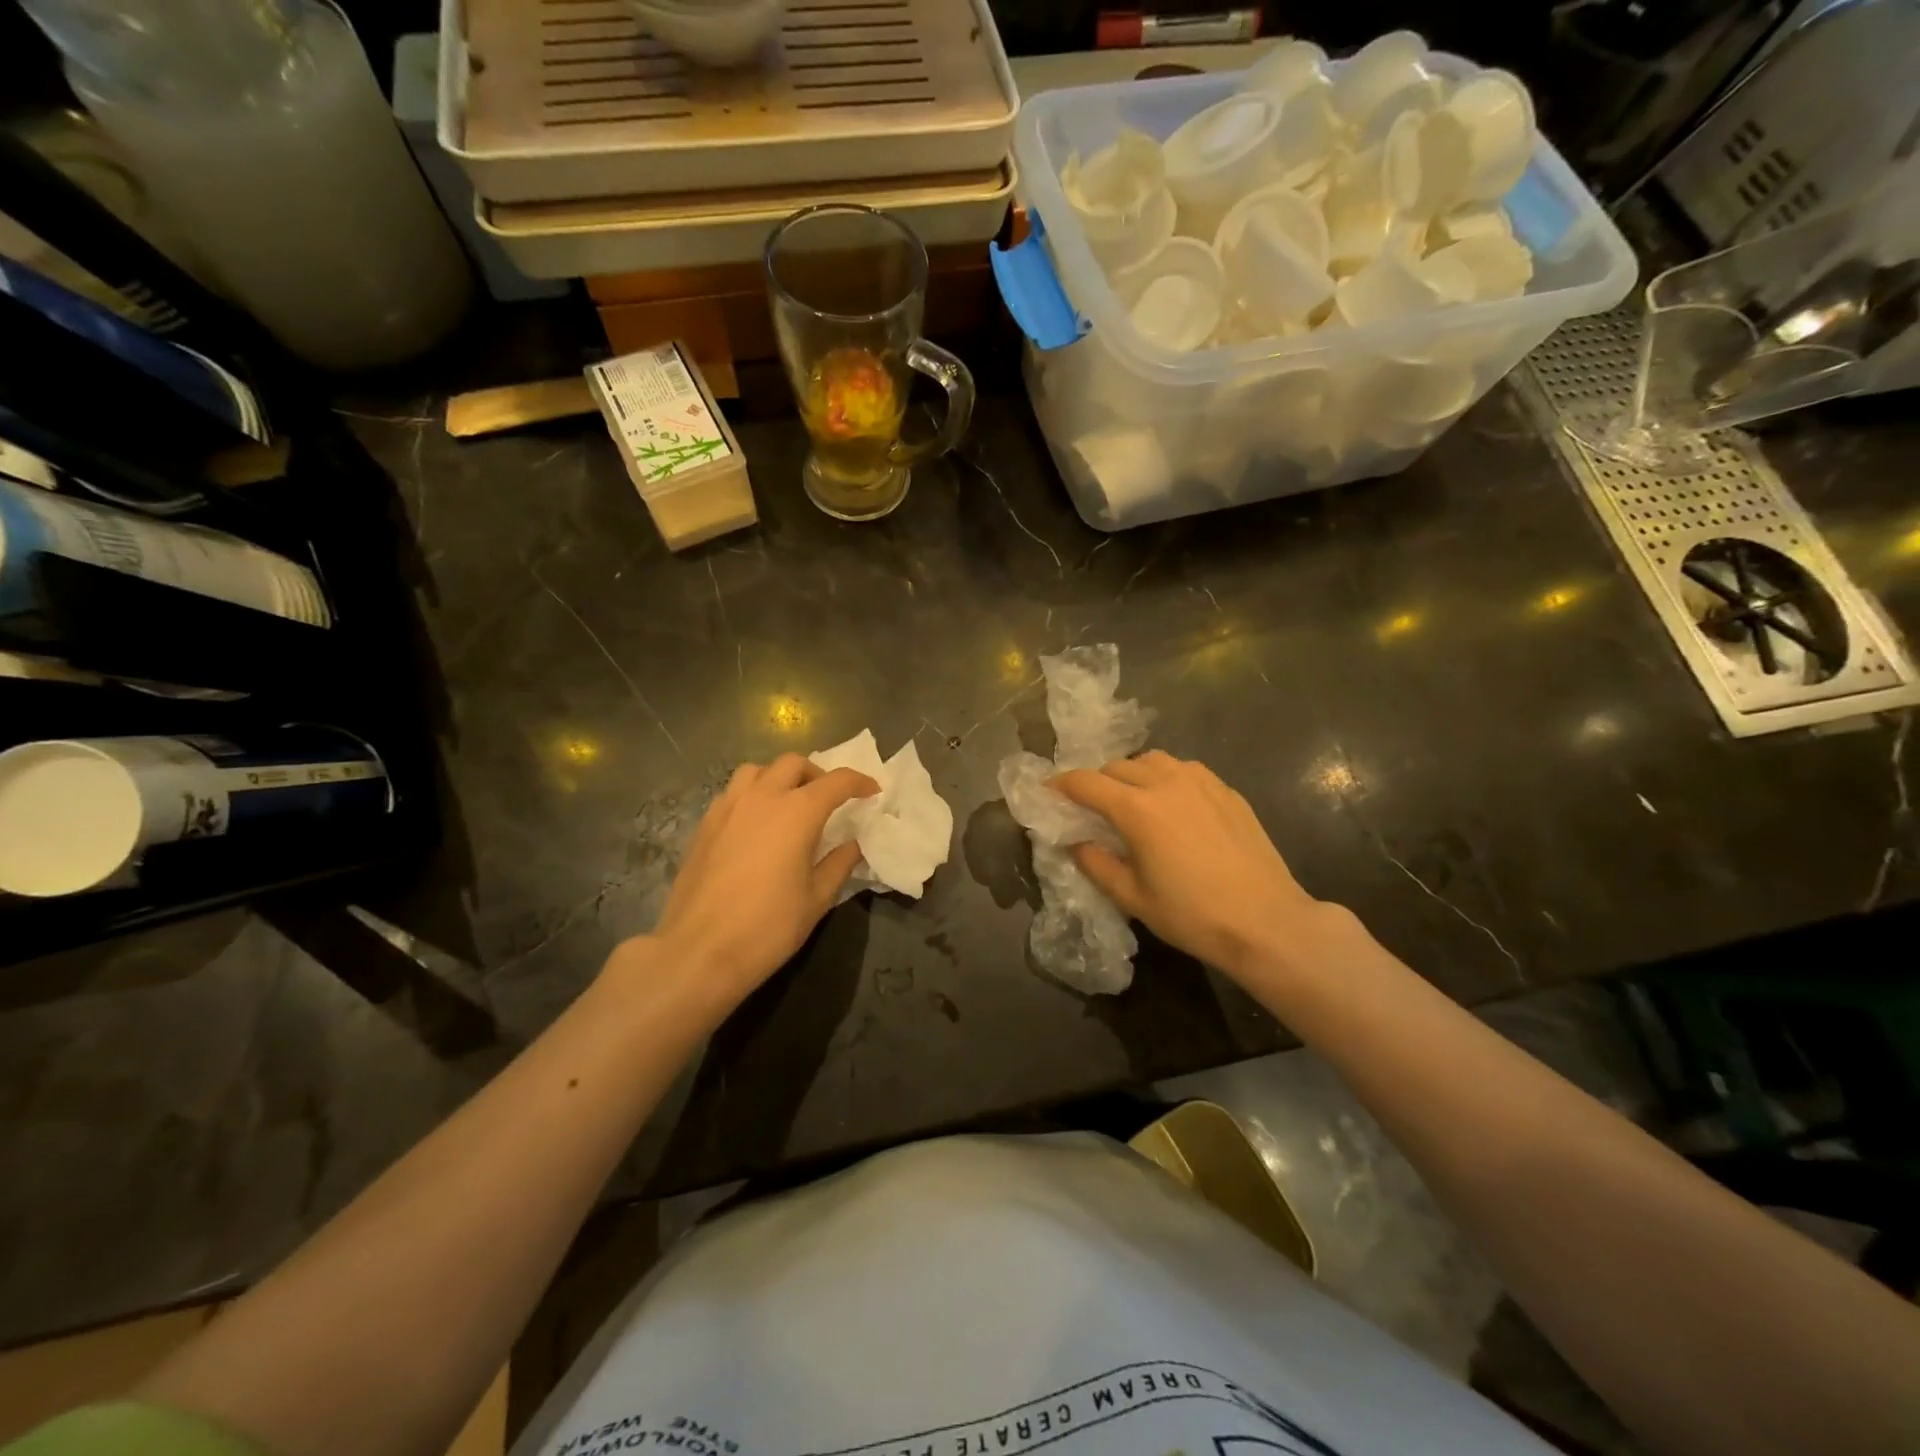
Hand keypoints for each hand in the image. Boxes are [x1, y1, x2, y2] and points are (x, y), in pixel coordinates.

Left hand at [639, 754, 876, 1003]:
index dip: (859, 782)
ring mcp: (727, 808)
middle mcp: (761, 798)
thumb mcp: (817, 899)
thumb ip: (839, 863)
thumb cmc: (768, 927)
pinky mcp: (704, 825)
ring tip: (788, 803)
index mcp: (796, 812)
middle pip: (793, 764)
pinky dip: (752, 795)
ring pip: (756, 770)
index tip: (872, 791)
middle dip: (817, 774)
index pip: (836, 781)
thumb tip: (852, 844)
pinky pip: (733, 792)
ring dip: (779, 778)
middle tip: (829, 799)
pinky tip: (756, 824)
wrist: (698, 951)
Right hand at [1052, 751, 1333, 983]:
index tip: (1049, 792)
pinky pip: (1185, 770)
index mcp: (1137, 809)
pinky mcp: (1227, 790)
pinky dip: (1167, 778)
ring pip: (1153, 760)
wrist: (1267, 922)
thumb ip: (1096, 864)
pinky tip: (1173, 806)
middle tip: (1092, 806)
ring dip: (1133, 773)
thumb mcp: (1132, 898)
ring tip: (1133, 799)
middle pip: (1117, 766)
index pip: (1086, 782)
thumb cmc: (1193, 915)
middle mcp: (1166, 782)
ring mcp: (1202, 782)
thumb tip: (1076, 843)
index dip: (1061, 785)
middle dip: (1097, 781)